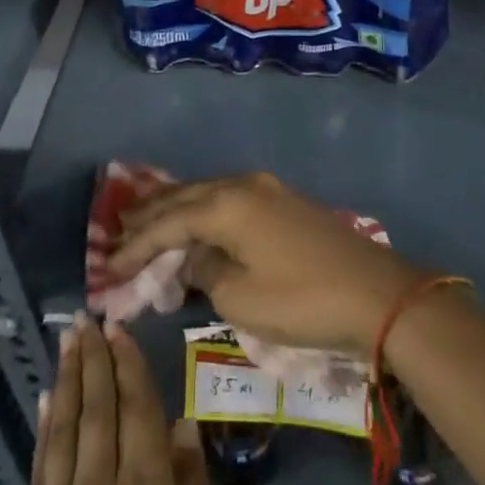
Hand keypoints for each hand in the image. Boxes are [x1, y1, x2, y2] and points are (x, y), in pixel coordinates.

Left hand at [10, 316, 223, 484]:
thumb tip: (184, 425)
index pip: (137, 412)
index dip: (128, 366)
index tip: (120, 327)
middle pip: (97, 410)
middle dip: (94, 360)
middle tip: (88, 317)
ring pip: (64, 429)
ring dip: (68, 380)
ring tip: (69, 341)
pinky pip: (39, 468)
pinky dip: (44, 428)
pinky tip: (45, 401)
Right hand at [106, 172, 424, 356]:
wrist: (377, 294)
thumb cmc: (302, 300)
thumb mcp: (240, 298)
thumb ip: (205, 271)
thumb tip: (196, 256)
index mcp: (226, 204)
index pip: (167, 223)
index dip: (135, 246)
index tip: (106, 268)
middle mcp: (243, 184)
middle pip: (184, 196)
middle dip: (149, 216)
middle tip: (117, 232)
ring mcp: (267, 189)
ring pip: (207, 193)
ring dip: (176, 210)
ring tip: (146, 224)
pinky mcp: (285, 201)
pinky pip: (229, 200)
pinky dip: (204, 213)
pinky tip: (195, 225)